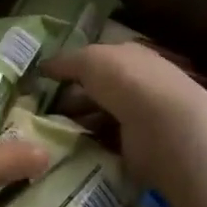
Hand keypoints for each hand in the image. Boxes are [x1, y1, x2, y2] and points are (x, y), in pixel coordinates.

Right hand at [44, 42, 206, 193]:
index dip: (72, 68)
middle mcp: (138, 84)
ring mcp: (142, 118)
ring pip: (100, 118)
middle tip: (41, 111)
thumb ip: (64, 62)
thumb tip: (43, 66)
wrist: (166, 128)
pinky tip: (69, 150)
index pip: (97, 60)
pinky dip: (90, 146)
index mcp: (130, 57)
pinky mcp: (141, 149)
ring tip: (49, 133)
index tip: (45, 81)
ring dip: (78, 125)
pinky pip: (107, 144)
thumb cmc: (127, 82)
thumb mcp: (88, 59)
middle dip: (71, 100)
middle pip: (97, 91)